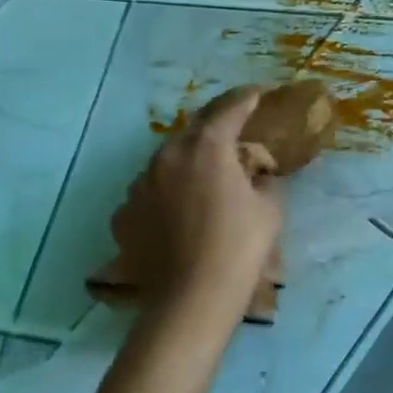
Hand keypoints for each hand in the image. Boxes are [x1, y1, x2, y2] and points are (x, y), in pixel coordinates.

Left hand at [122, 85, 283, 317]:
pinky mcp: (124, 214)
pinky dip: (166, 193)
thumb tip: (257, 173)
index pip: (228, 109)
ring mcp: (140, 185)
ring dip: (188, 160)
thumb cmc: (239, 248)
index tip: (256, 93)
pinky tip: (178, 211)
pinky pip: (150, 192)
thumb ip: (263, 180)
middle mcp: (167, 156)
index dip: (245, 98)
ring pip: (167, 160)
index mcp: (206, 148)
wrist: (190, 300)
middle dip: (215, 126)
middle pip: (193, 130)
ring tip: (205, 176)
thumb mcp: (269, 209)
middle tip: (233, 131)